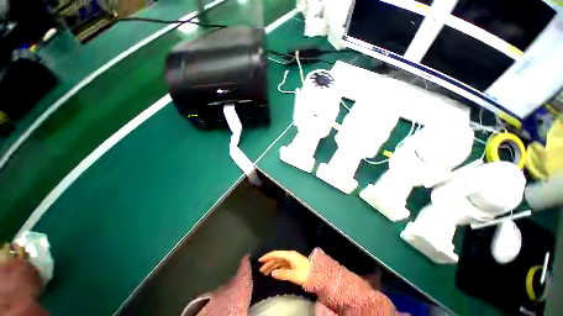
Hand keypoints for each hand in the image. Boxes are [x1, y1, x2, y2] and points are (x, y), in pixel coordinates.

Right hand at [258, 250, 310, 285]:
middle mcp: (290, 256)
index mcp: (290, 255)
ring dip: (272, 266)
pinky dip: (277, 268)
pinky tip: (274, 273)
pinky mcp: (293, 265)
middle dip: (268, 263)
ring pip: (279, 262)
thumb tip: (272, 273)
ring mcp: (292, 260)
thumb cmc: (305, 274)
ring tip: (265, 272)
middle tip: (261, 270)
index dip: (268, 256)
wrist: (317, 275)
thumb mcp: (294, 274)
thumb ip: (282, 273)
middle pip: (277, 258)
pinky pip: (283, 265)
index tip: (260, 260)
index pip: (276, 254)